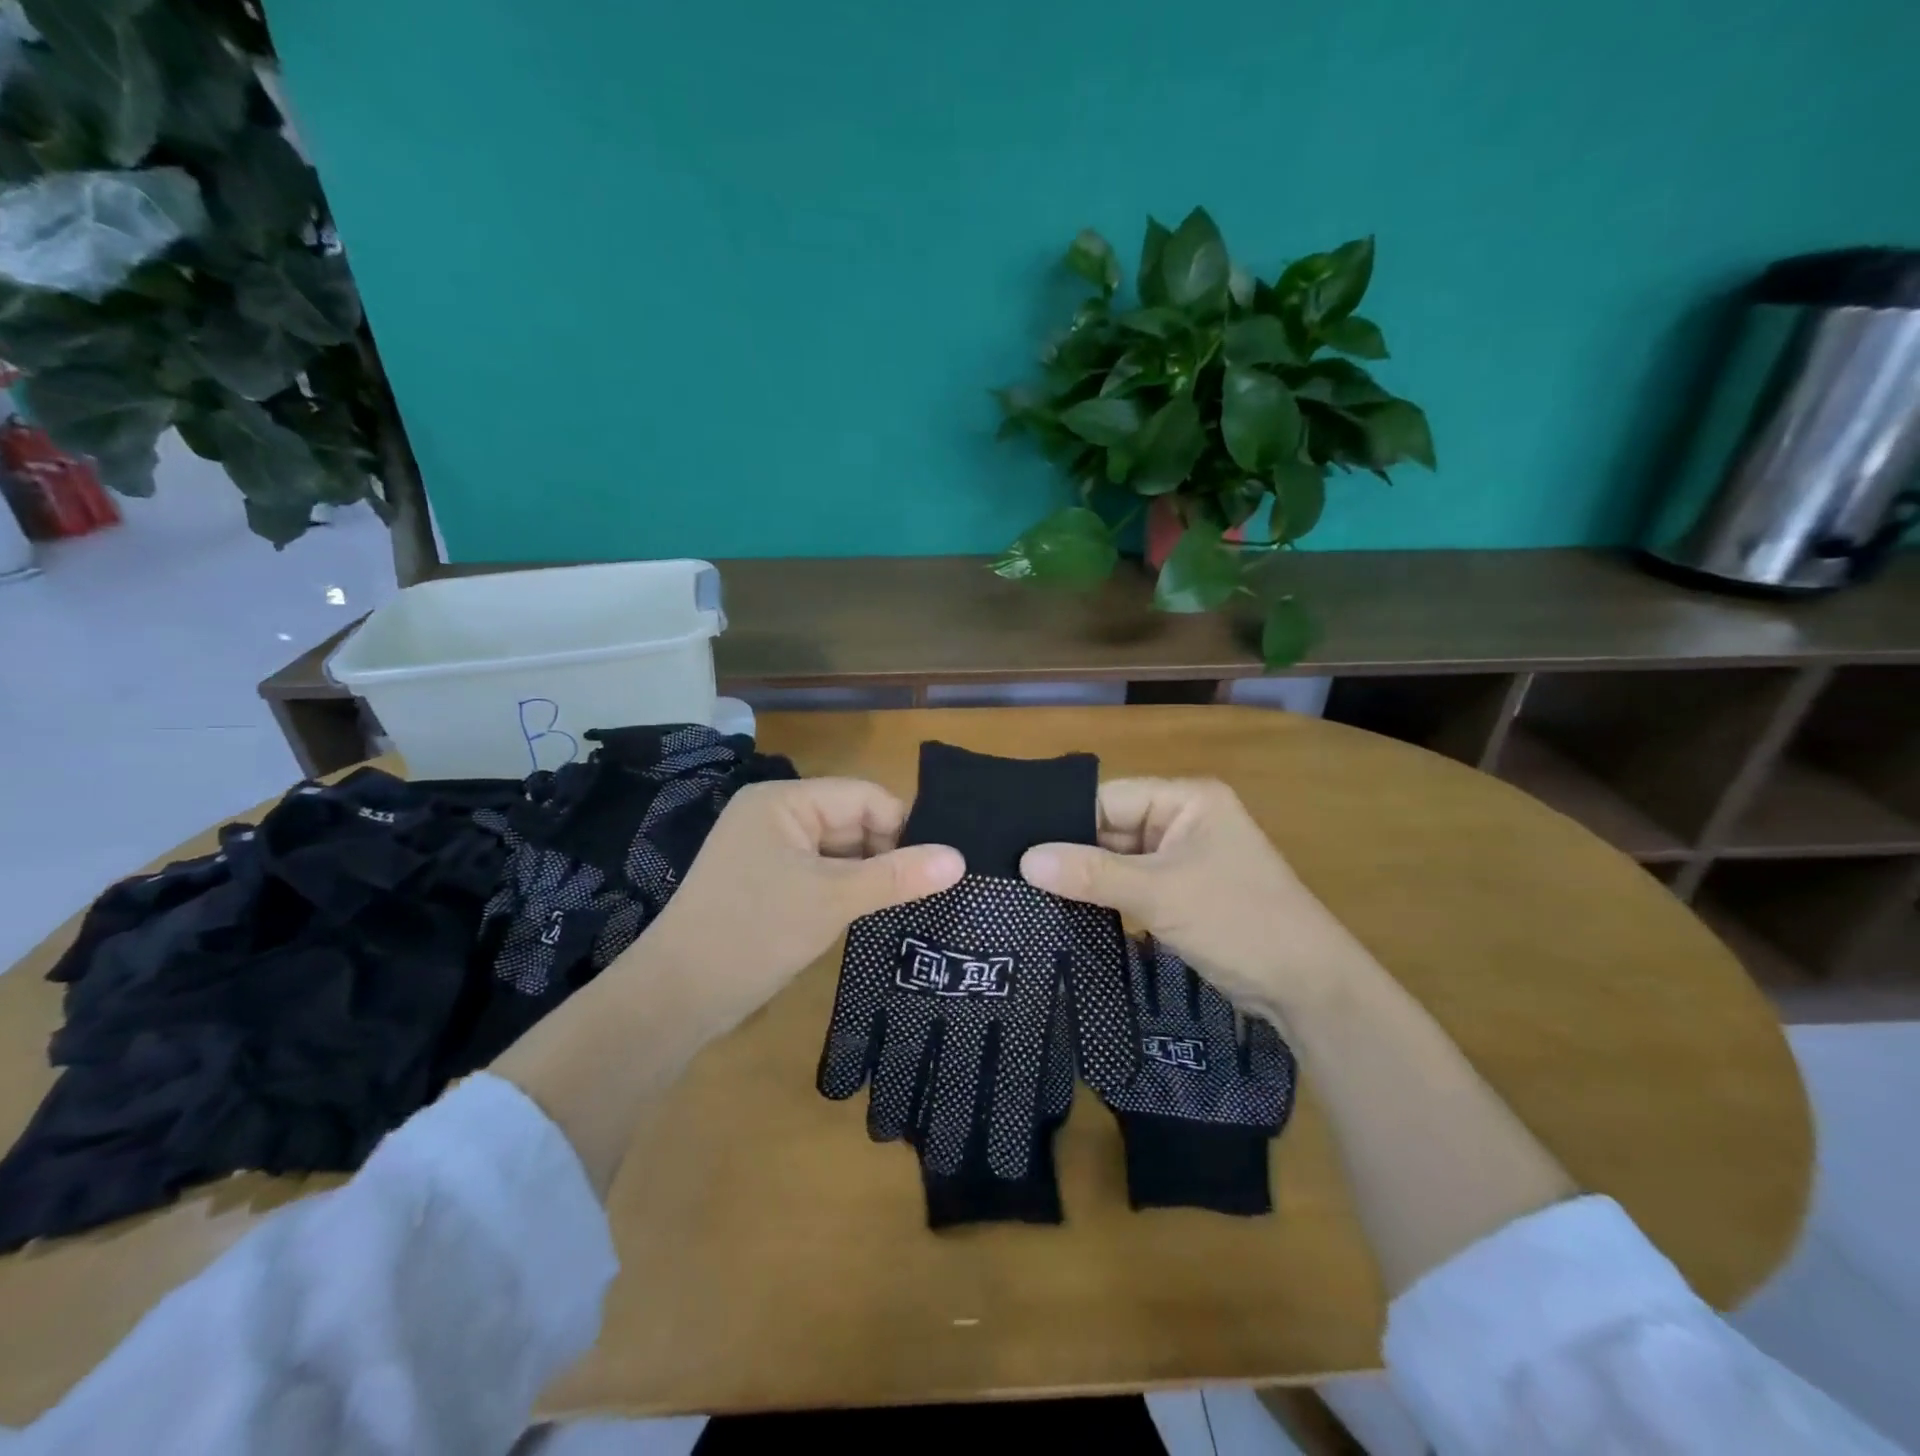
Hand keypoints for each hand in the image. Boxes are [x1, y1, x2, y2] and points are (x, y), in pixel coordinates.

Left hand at [628, 778, 963, 1035]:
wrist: (676, 997)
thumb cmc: (755, 931)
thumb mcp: (833, 899)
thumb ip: (897, 876)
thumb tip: (960, 859)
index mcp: (784, 801)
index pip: (864, 797)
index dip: (903, 827)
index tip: (936, 868)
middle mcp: (775, 816)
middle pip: (852, 822)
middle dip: (887, 854)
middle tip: (928, 891)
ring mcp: (768, 851)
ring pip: (838, 852)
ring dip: (868, 876)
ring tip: (908, 904)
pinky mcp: (766, 884)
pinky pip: (820, 874)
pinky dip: (846, 890)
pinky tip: (871, 913)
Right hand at [1019, 777, 1369, 1018]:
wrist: (1307, 988)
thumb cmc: (1238, 921)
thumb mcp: (1160, 893)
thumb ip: (1092, 874)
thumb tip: (1026, 860)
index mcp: (1186, 799)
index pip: (1110, 799)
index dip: (1065, 822)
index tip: (1018, 847)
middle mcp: (1182, 820)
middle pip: (1111, 828)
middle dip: (1072, 854)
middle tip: (1015, 874)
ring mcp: (1182, 859)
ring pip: (1118, 860)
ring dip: (1086, 879)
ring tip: (1029, 893)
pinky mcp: (1180, 894)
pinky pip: (1131, 886)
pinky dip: (1105, 898)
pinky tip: (1066, 911)